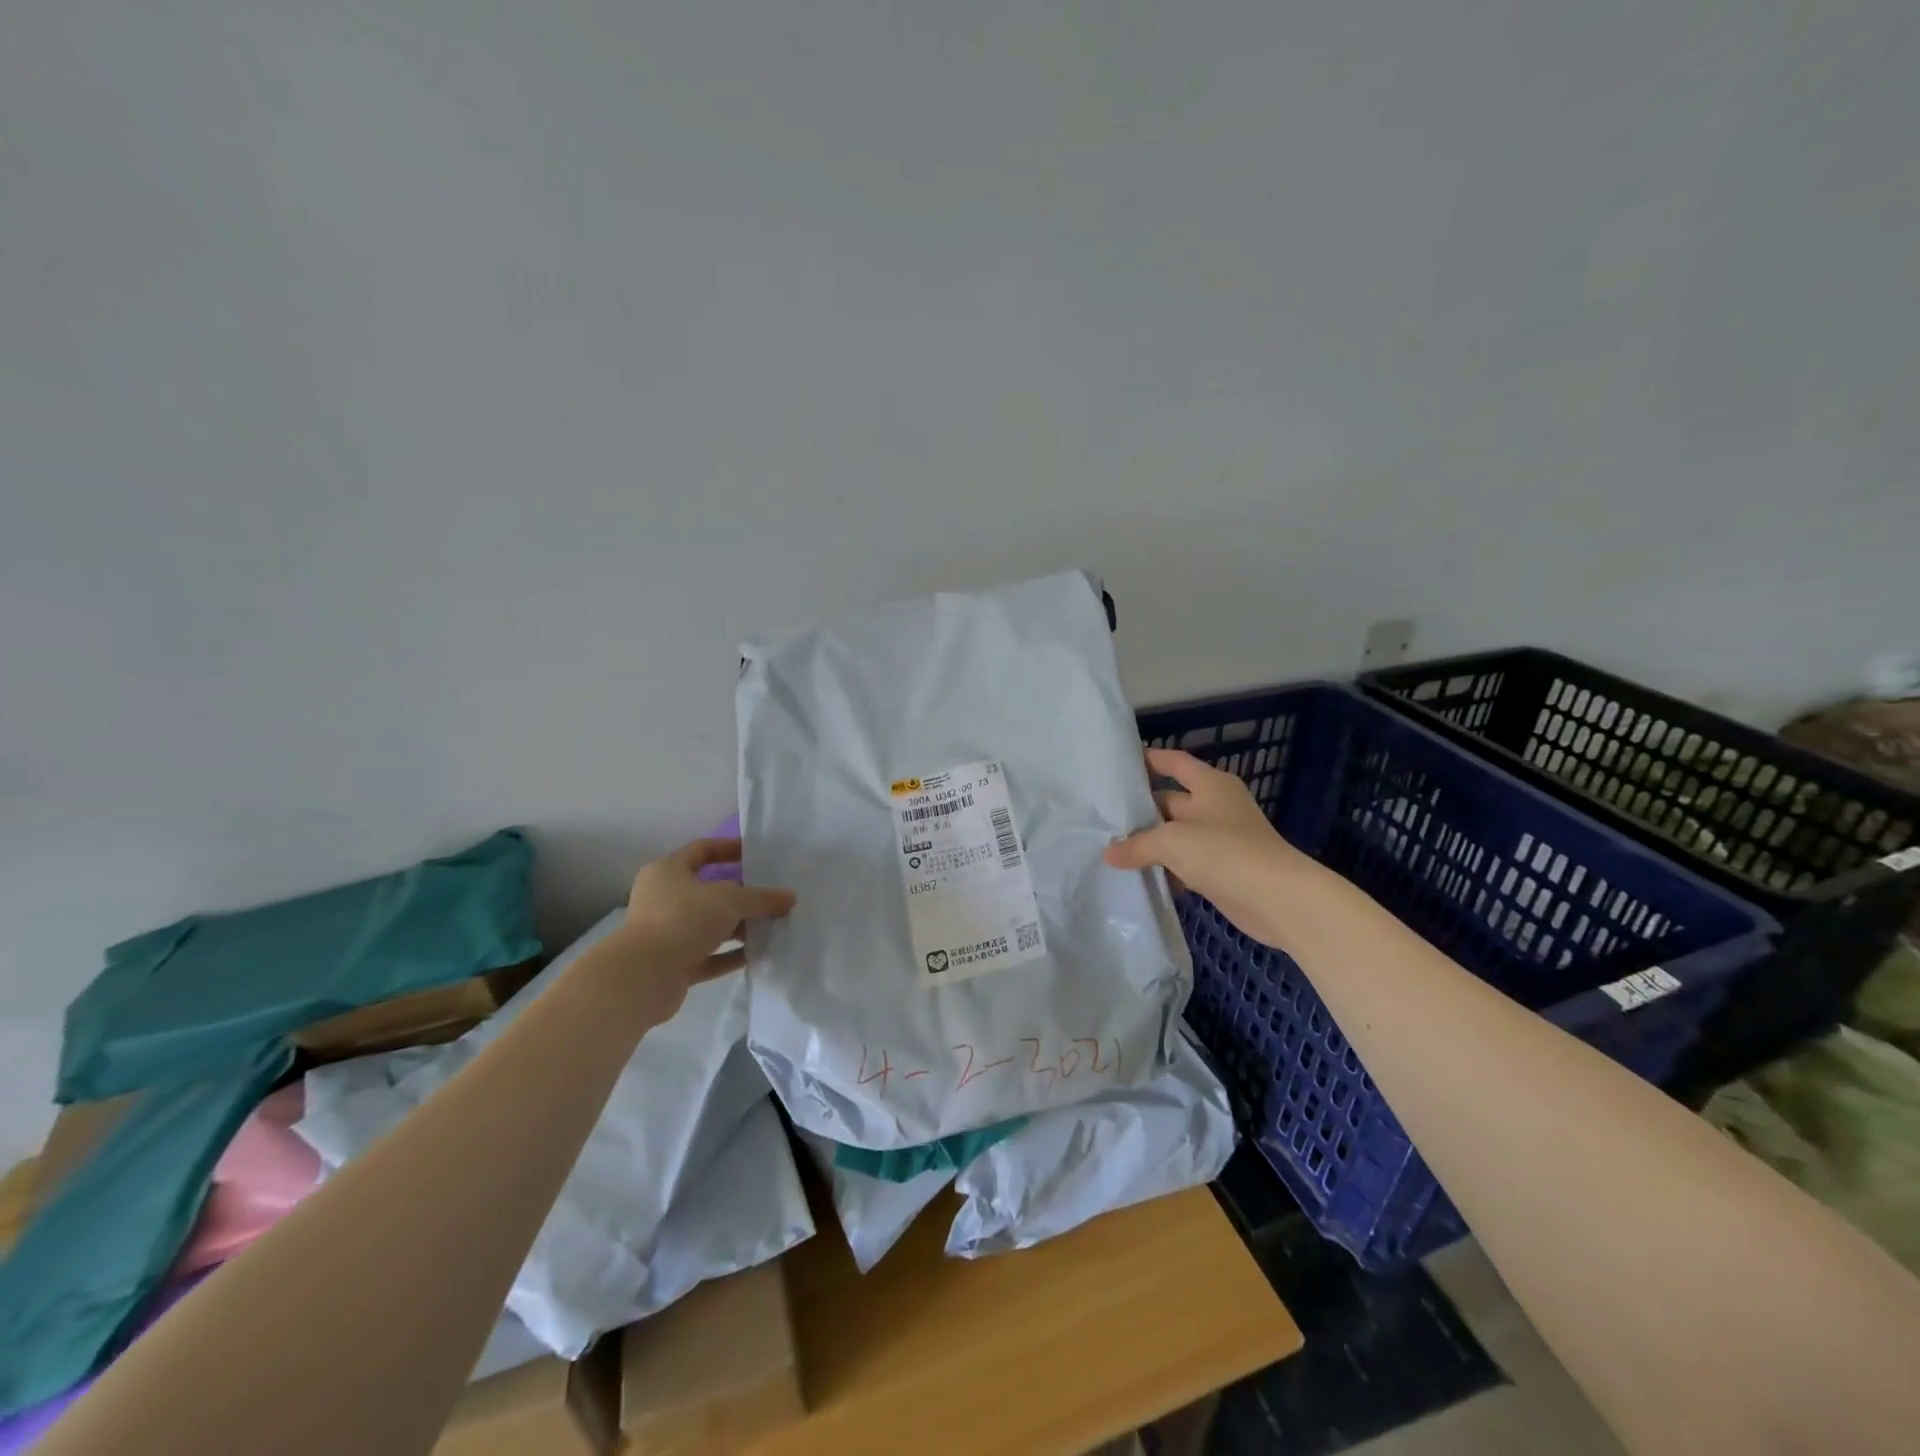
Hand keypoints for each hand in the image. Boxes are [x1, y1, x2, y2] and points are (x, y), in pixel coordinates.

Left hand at [604, 838, 795, 1021]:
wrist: (642, 977)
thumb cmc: (682, 920)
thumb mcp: (729, 900)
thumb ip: (761, 898)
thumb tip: (789, 897)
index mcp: (668, 872)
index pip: (701, 850)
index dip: (729, 848)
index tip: (756, 854)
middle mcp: (664, 899)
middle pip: (709, 891)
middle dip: (741, 894)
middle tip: (772, 894)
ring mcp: (667, 934)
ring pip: (710, 926)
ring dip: (739, 927)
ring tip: (773, 926)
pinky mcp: (674, 964)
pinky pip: (709, 955)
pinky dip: (731, 954)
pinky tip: (759, 954)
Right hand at [1104, 748, 1318, 951]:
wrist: (1277, 899)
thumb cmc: (1224, 852)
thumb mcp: (1172, 842)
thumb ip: (1137, 845)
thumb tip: (1108, 853)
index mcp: (1211, 785)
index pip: (1175, 762)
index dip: (1150, 759)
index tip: (1119, 764)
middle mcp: (1216, 806)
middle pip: (1171, 800)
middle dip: (1141, 808)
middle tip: (1104, 814)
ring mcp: (1220, 839)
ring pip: (1176, 834)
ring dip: (1150, 842)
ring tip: (1111, 845)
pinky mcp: (1221, 870)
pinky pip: (1185, 863)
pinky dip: (1165, 868)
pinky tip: (1138, 875)